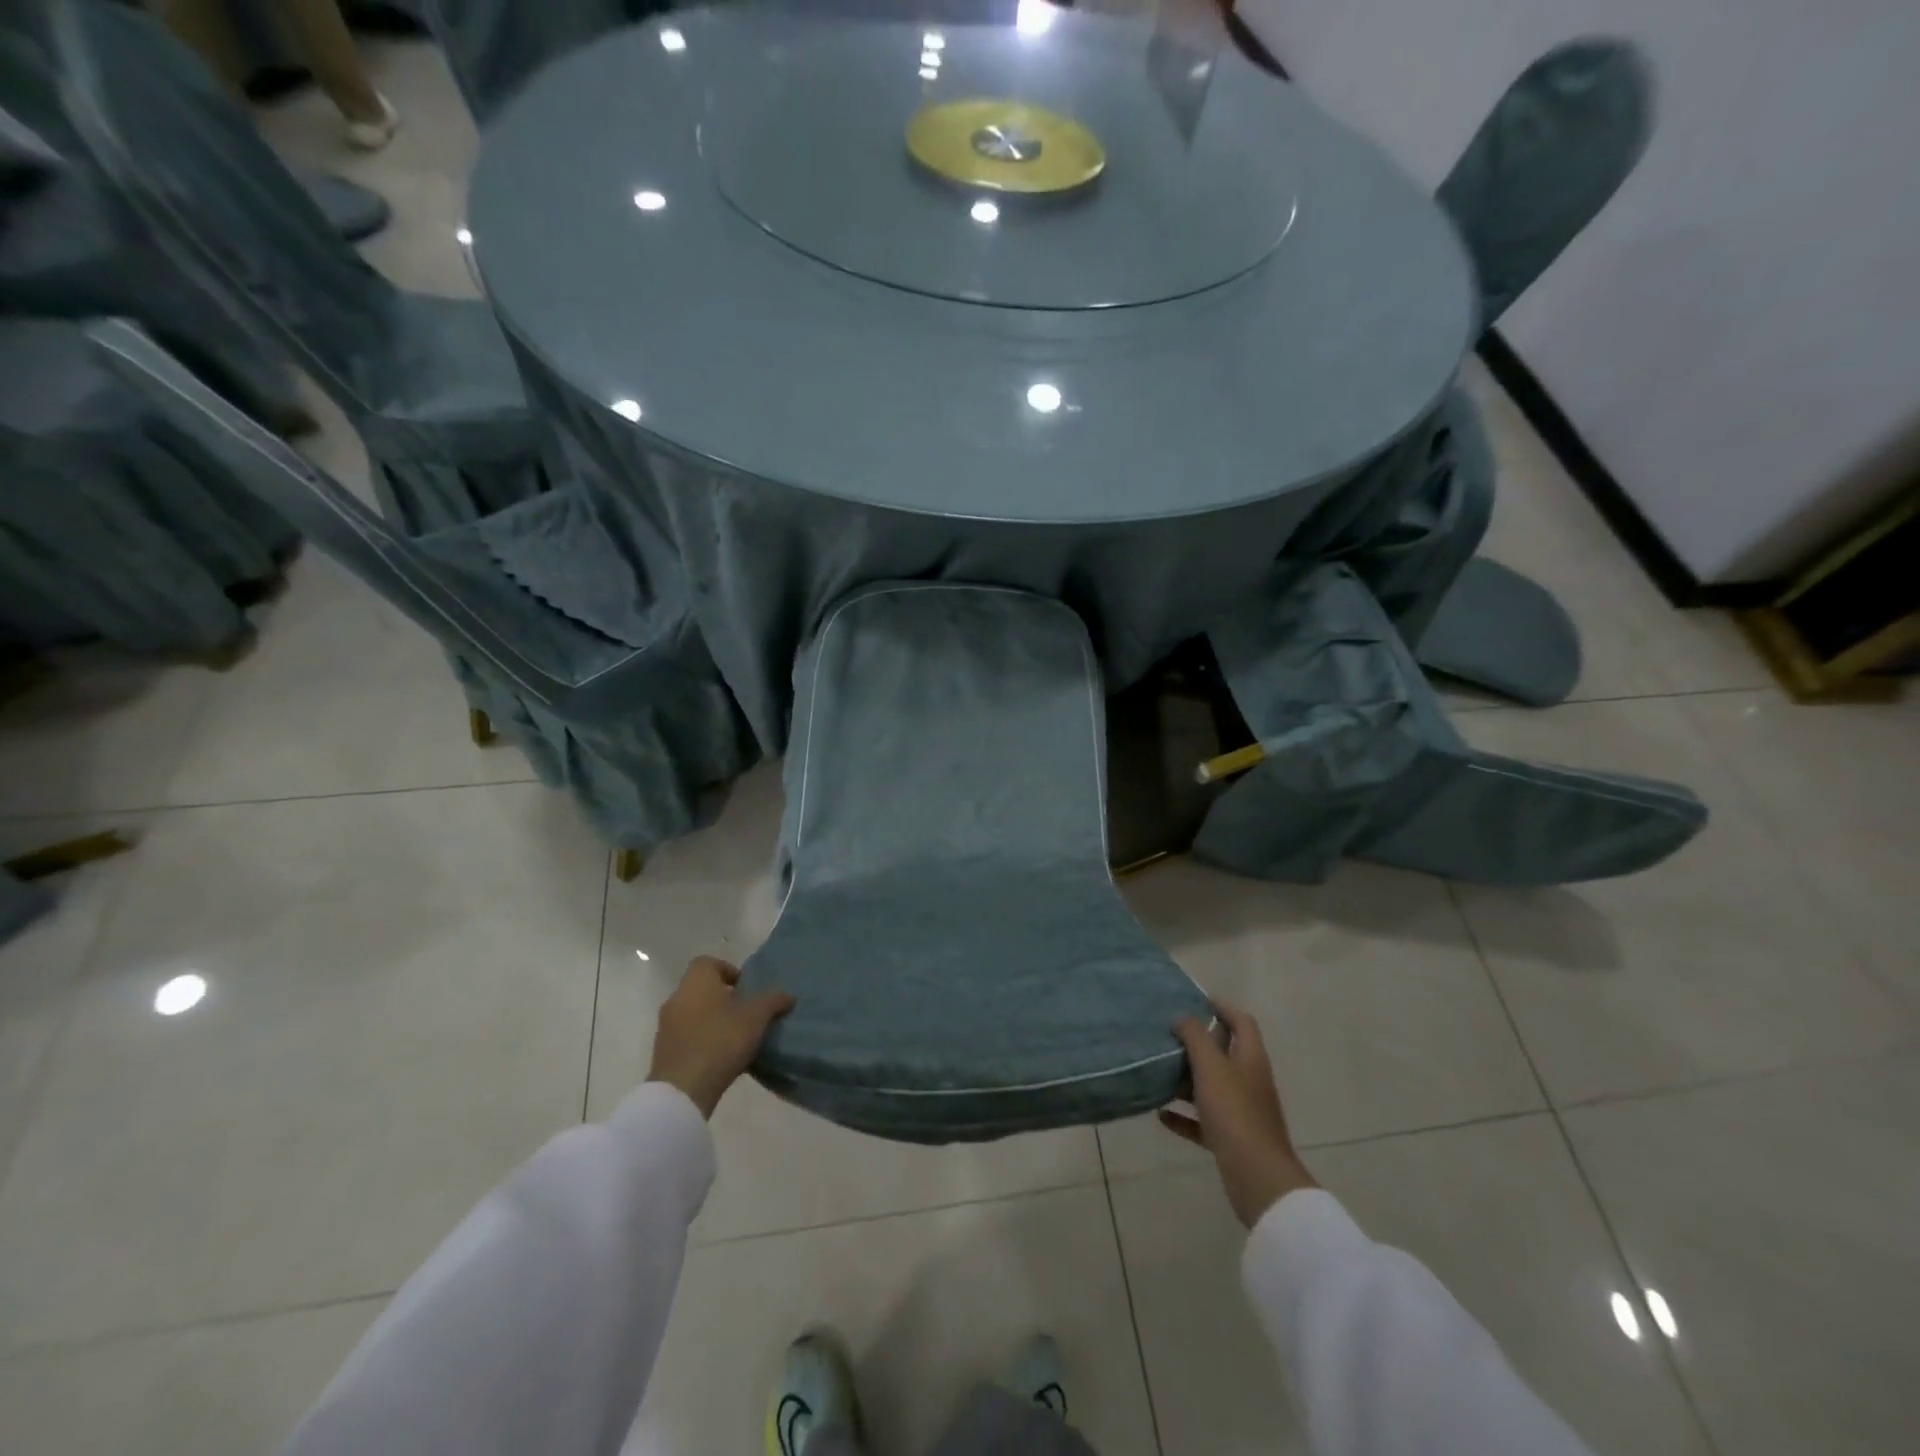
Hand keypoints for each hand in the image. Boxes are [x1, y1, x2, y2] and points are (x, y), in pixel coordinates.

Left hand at [647, 956, 794, 1118]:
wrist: (682, 1089)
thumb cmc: (720, 1040)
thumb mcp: (756, 1017)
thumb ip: (773, 1001)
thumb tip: (788, 995)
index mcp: (696, 981)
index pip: (708, 962)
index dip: (728, 971)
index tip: (745, 988)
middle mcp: (676, 998)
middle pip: (701, 989)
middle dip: (723, 998)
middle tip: (746, 1013)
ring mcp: (666, 1026)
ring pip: (693, 1013)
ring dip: (712, 1020)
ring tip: (736, 1038)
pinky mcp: (663, 1052)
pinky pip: (686, 1037)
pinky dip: (702, 1040)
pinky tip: (720, 1057)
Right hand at [1163, 1002, 1316, 1227]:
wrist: (1258, 1178)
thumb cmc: (1235, 1113)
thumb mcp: (1211, 1067)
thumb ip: (1195, 1037)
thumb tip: (1183, 1017)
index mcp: (1250, 1058)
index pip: (1241, 1021)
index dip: (1221, 1007)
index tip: (1192, 1001)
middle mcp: (1249, 1081)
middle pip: (1225, 1053)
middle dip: (1197, 1043)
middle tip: (1166, 1035)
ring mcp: (1241, 1112)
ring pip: (1211, 1087)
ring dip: (1186, 1080)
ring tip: (1158, 1071)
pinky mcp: (1231, 1139)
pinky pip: (1203, 1121)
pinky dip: (1183, 1116)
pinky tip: (1161, 1115)